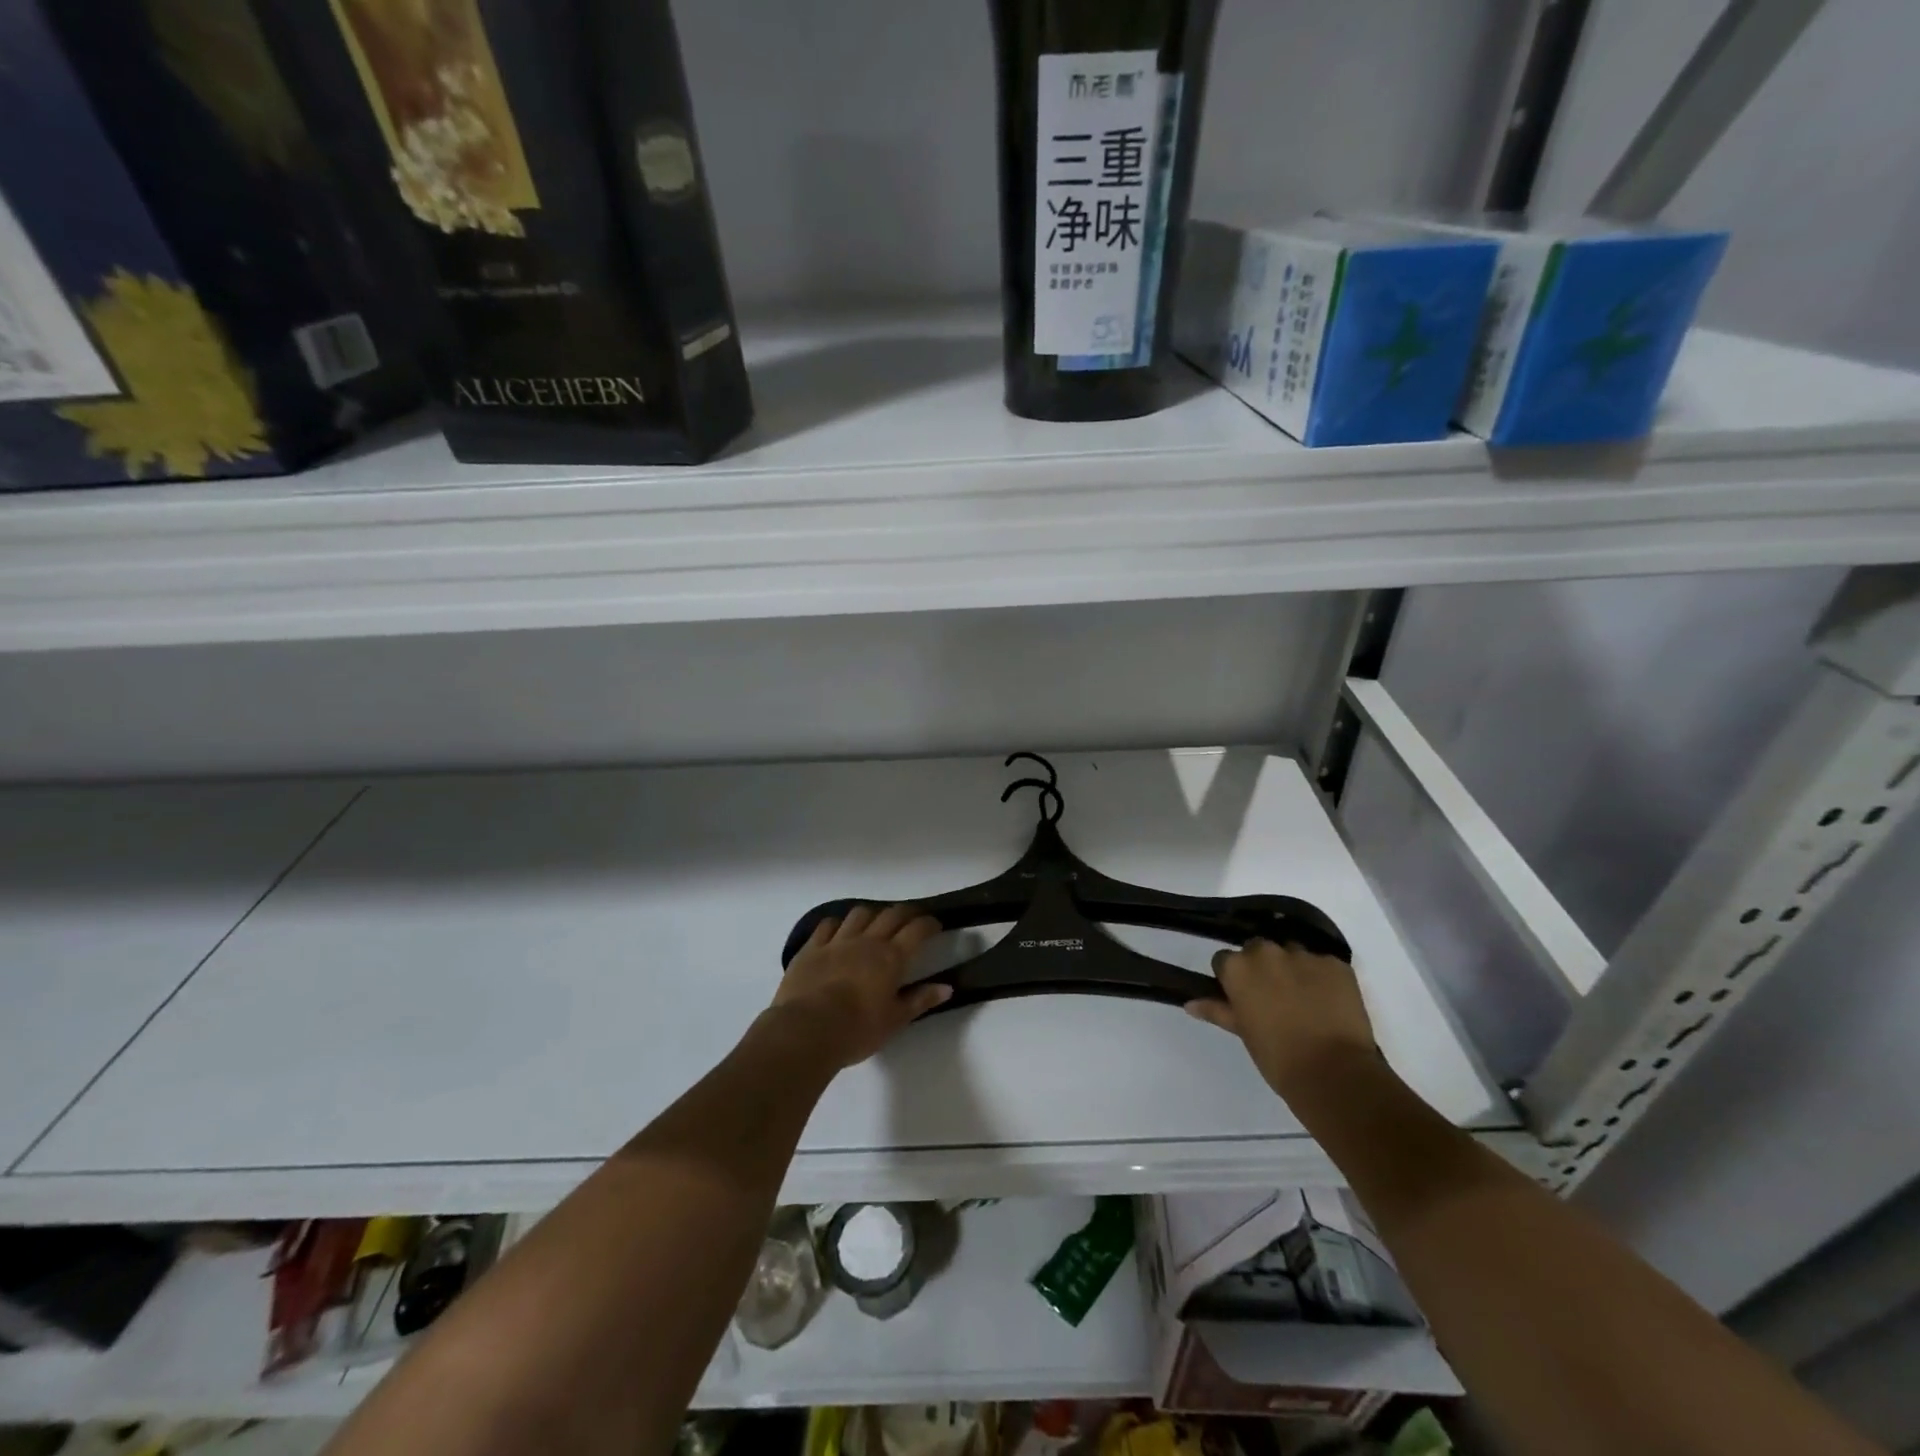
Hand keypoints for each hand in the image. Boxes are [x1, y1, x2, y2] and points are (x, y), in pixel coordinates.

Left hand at [770, 905, 950, 1068]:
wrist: (806, 1030)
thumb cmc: (857, 1030)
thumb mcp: (895, 1021)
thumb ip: (920, 1000)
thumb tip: (946, 987)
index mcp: (891, 957)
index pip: (917, 930)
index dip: (929, 924)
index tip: (935, 925)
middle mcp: (867, 941)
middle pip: (891, 915)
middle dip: (906, 913)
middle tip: (912, 920)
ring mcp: (837, 941)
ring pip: (859, 913)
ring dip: (872, 914)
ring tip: (875, 923)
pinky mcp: (812, 948)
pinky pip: (827, 925)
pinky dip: (837, 924)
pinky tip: (838, 930)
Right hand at [1185, 938, 1378, 1097]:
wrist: (1334, 1074)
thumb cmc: (1278, 1058)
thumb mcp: (1243, 1033)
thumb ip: (1218, 1011)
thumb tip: (1190, 1003)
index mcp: (1238, 968)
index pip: (1225, 960)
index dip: (1233, 978)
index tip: (1243, 997)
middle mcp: (1267, 952)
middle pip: (1258, 950)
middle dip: (1263, 967)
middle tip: (1274, 998)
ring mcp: (1304, 955)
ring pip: (1292, 953)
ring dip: (1293, 969)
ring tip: (1305, 1000)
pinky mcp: (1336, 963)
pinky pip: (1323, 964)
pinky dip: (1323, 978)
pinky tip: (1329, 1002)